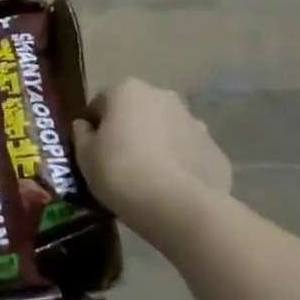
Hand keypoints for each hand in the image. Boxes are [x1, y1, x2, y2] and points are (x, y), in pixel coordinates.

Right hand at [74, 78, 232, 247]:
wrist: (180, 208)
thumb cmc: (121, 172)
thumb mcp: (85, 156)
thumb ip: (82, 135)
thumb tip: (86, 127)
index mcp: (128, 91)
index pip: (101, 102)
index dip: (95, 126)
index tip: (94, 150)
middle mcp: (164, 97)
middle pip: (138, 112)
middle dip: (130, 131)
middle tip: (120, 163)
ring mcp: (196, 123)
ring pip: (167, 131)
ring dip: (158, 146)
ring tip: (149, 179)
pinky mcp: (217, 153)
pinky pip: (190, 155)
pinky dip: (181, 166)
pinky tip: (172, 190)